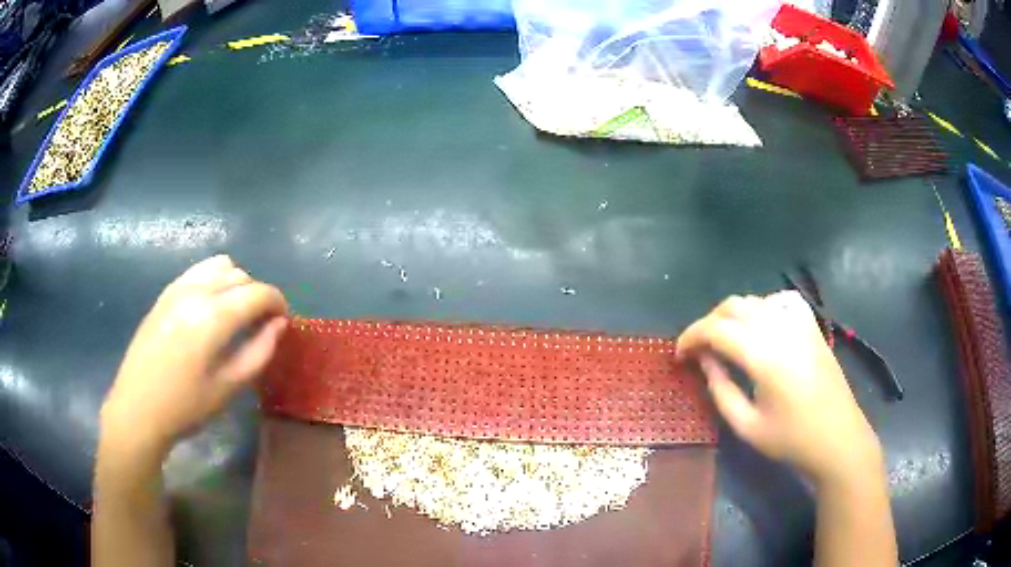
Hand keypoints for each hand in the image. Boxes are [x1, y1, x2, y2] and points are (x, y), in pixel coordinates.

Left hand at [100, 255, 287, 458]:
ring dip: (236, 282)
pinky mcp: (165, 294)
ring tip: (237, 311)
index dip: (277, 302)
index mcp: (213, 317)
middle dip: (258, 293)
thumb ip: (259, 352)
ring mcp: (177, 288)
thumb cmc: (186, 406)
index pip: (257, 292)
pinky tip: (212, 307)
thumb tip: (279, 324)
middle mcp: (196, 291)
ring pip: (219, 265)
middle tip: (262, 323)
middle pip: (240, 274)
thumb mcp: (228, 387)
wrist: (138, 408)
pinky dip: (214, 279)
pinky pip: (198, 271)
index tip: (284, 319)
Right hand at [676, 291, 881, 486]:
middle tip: (698, 349)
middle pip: (733, 307)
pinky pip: (781, 300)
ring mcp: (800, 324)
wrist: (838, 439)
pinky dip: (763, 306)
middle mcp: (781, 330)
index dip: (691, 336)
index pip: (717, 330)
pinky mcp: (812, 326)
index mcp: (764, 357)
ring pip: (755, 300)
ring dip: (732, 315)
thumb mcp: (747, 426)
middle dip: (708, 323)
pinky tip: (761, 325)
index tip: (679, 354)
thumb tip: (705, 360)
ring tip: (724, 340)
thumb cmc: (791, 440)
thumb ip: (721, 390)